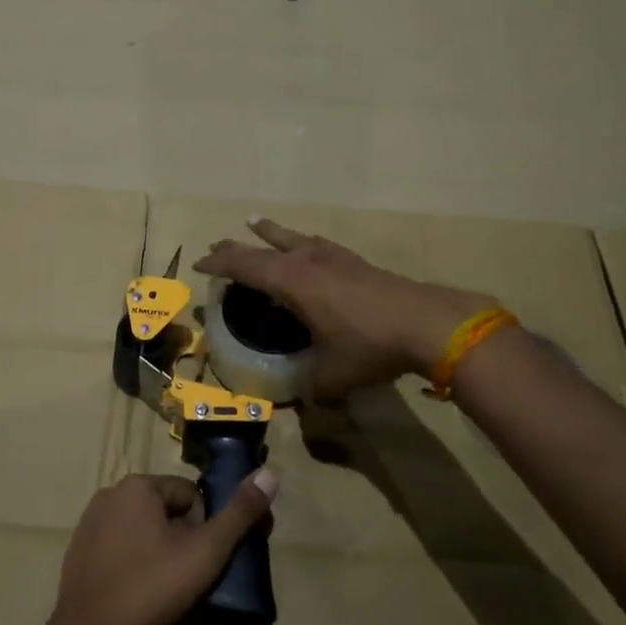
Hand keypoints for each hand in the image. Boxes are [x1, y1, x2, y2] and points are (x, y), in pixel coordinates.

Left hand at [47, 472, 276, 624]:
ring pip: (142, 529)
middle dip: (180, 540)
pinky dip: (132, 564)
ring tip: (160, 590)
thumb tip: (271, 474)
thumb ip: (239, 514)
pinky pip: (118, 547)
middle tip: (183, 579)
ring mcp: (89, 522)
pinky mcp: (78, 551)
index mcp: (138, 485)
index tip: (199, 563)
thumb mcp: (205, 552)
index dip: (203, 530)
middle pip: (166, 511)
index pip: (191, 496)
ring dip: (157, 551)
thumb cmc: (150, 590)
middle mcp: (110, 493)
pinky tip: (135, 594)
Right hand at [195, 219, 494, 399]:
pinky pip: (317, 244)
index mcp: (292, 282)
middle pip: (264, 248)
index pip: (245, 266)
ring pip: (293, 238)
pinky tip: (309, 245)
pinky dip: (301, 241)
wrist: (426, 323)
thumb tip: (303, 400)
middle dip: (237, 248)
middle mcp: (308, 261)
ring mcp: (334, 257)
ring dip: (271, 234)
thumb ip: (310, 388)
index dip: (220, 264)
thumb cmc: (369, 345)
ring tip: (256, 224)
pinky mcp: (356, 262)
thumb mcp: (331, 375)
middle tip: (217, 246)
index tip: (199, 265)